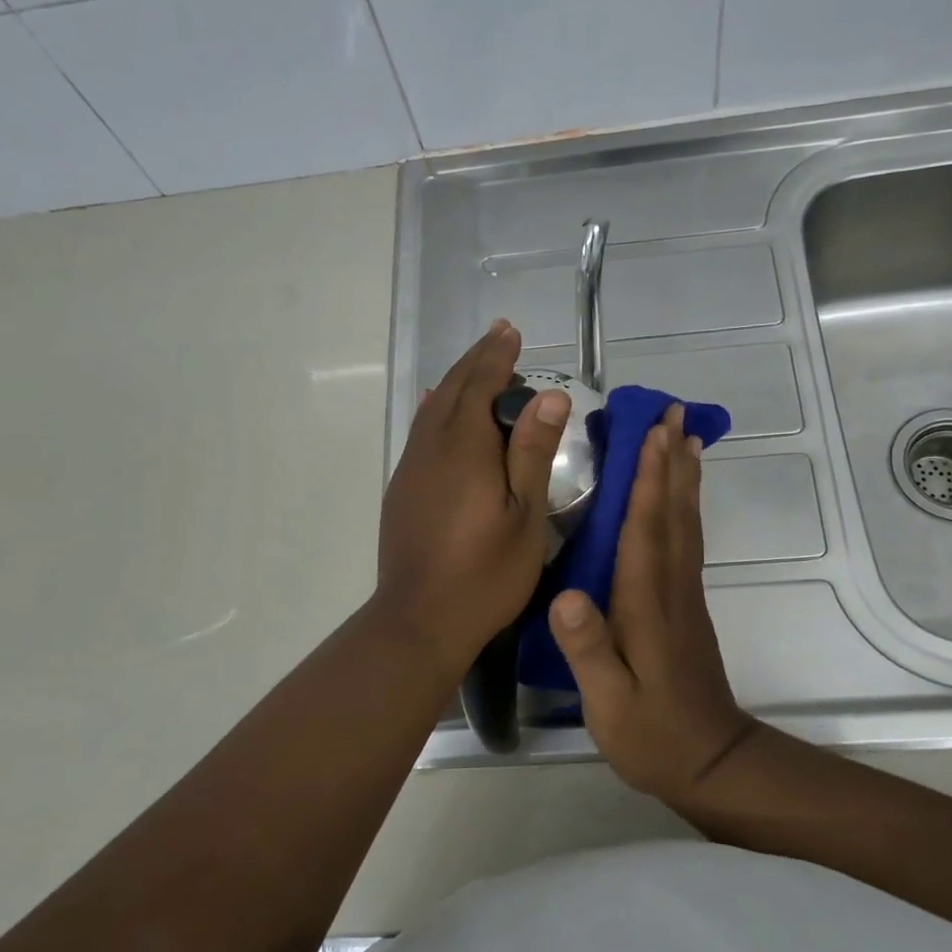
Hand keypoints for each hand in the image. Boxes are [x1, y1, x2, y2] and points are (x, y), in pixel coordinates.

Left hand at [373, 321, 570, 669]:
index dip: (497, 356)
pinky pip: (421, 431)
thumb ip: (532, 452)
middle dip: (477, 360)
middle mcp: (431, 448)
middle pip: (453, 390)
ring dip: (457, 382)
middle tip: (498, 335)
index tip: (511, 331)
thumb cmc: (485, 573)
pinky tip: (440, 411)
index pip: (480, 385)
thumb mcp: (525, 515)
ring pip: (432, 409)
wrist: (419, 620)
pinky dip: (437, 409)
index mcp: (464, 448)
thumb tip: (549, 396)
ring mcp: (411, 469)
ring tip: (476, 366)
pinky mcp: (402, 490)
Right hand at [547, 404, 755, 801]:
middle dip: (673, 459)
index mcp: (647, 604)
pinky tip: (681, 496)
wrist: (712, 763)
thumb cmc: (652, 735)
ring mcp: (684, 595)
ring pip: (685, 522)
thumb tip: (563, 596)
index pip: (647, 529)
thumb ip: (588, 650)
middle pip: (674, 512)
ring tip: (685, 437)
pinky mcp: (687, 605)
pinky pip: (687, 540)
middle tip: (675, 412)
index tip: (654, 431)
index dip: (650, 478)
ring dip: (684, 476)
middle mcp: (671, 588)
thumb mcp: (609, 703)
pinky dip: (685, 507)